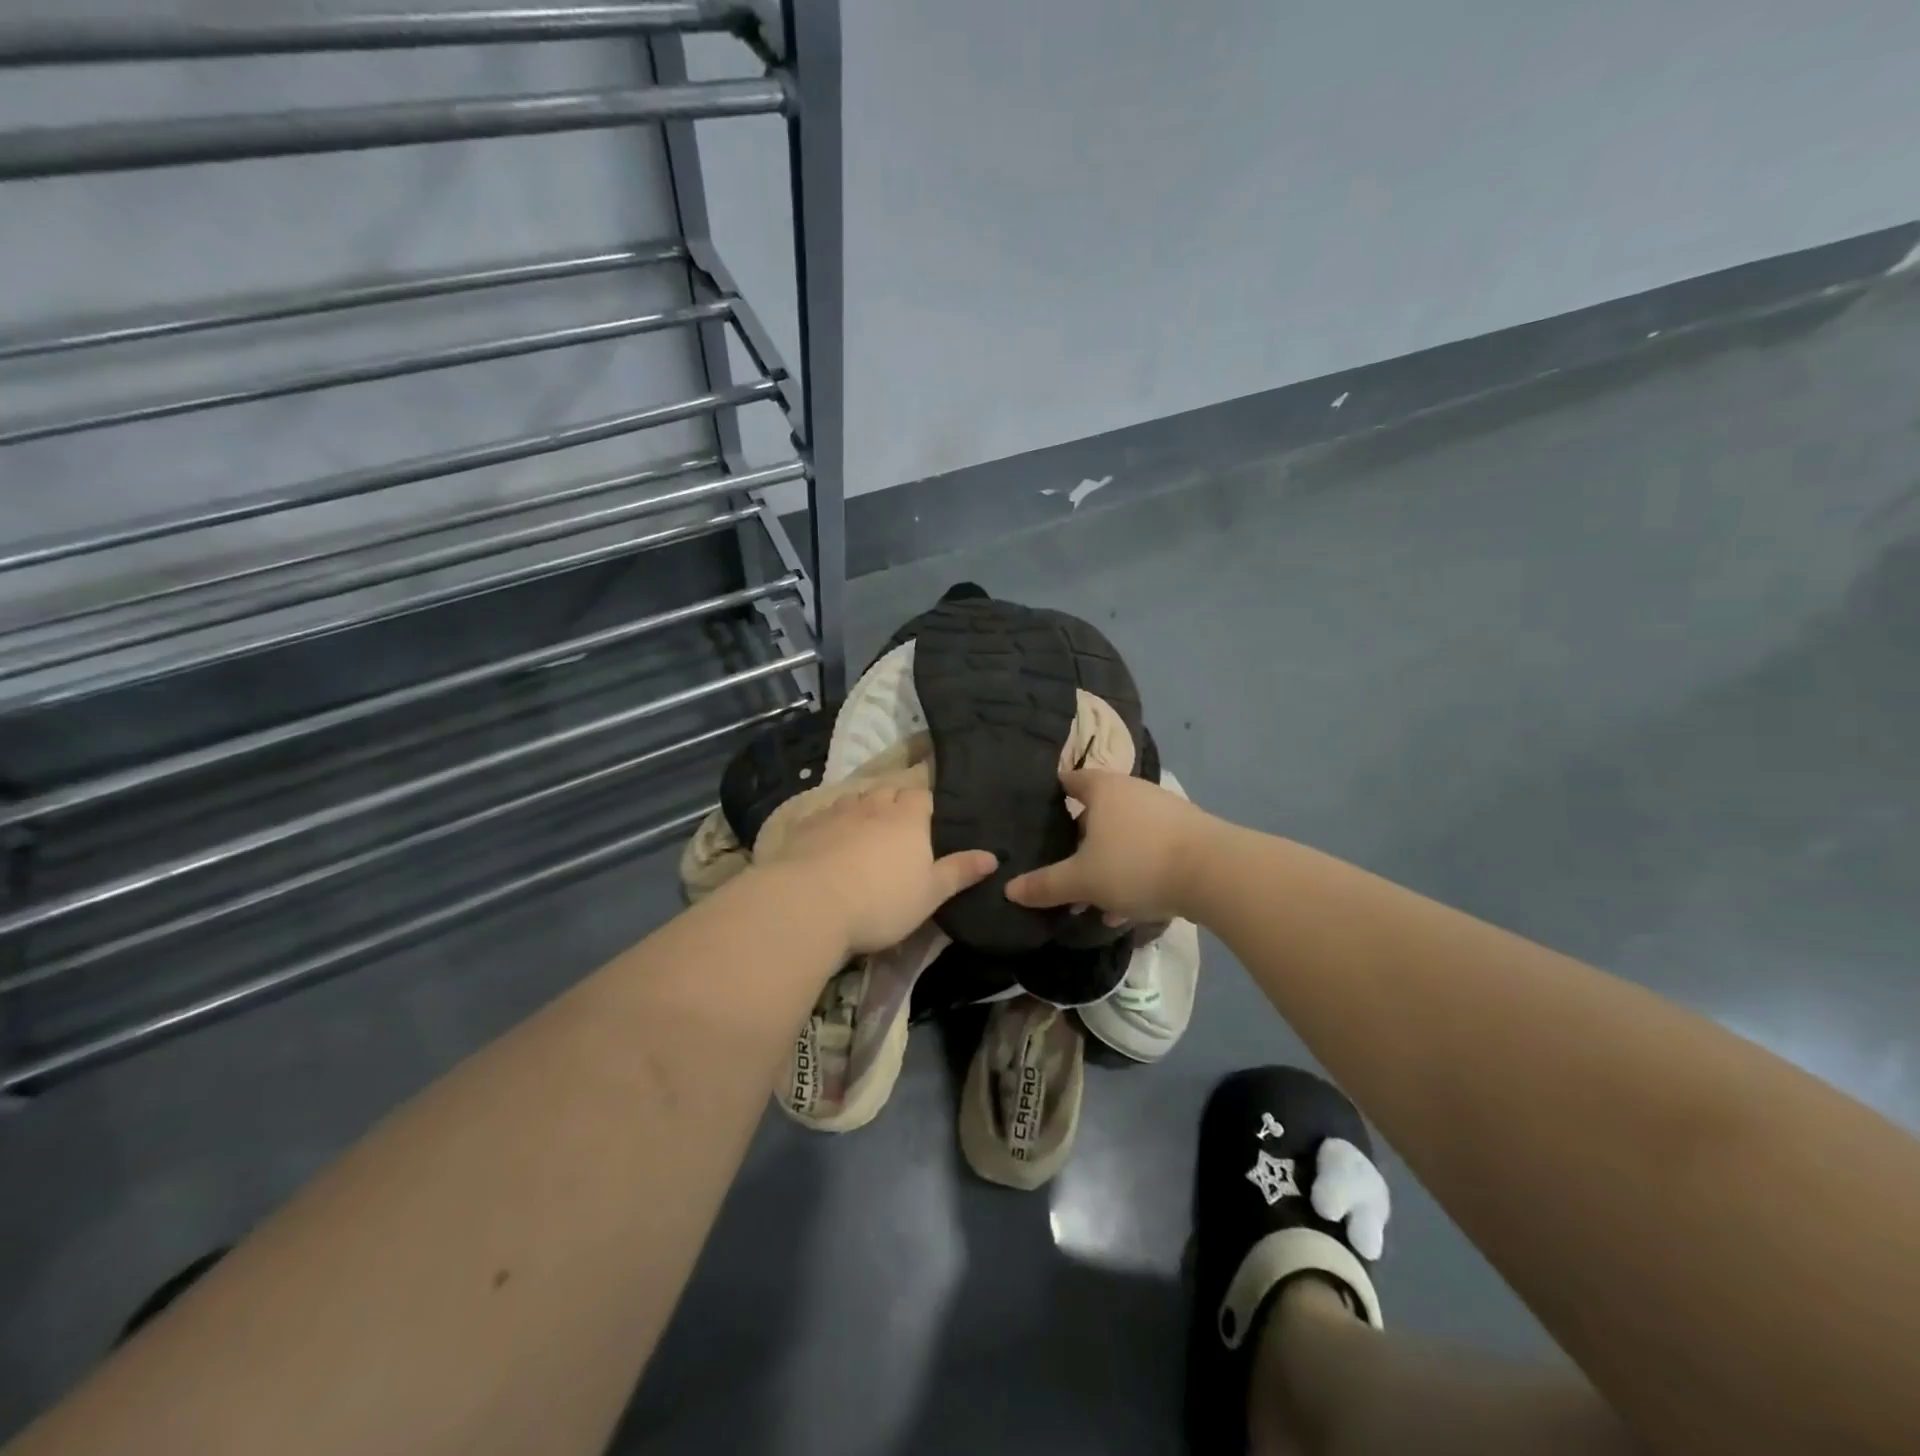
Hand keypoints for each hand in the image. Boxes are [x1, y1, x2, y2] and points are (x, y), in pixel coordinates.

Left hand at [755, 781, 996, 955]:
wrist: (808, 904)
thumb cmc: (880, 901)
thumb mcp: (930, 894)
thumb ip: (960, 872)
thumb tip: (993, 856)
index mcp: (908, 817)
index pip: (922, 796)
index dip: (926, 806)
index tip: (928, 823)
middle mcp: (873, 805)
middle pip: (888, 791)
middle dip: (895, 803)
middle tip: (898, 828)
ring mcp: (836, 812)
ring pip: (855, 800)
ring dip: (863, 810)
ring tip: (864, 832)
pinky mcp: (805, 826)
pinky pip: (824, 815)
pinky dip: (831, 824)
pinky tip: (828, 842)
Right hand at [1004, 767, 1215, 922]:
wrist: (1215, 872)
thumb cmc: (1136, 863)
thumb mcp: (1083, 880)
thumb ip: (1045, 885)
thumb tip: (1009, 890)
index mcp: (1103, 789)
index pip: (1070, 780)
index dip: (1054, 794)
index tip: (1039, 814)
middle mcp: (1133, 790)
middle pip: (1098, 809)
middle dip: (1081, 838)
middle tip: (1064, 864)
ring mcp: (1164, 810)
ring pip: (1124, 834)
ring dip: (1109, 861)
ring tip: (1096, 897)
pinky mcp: (1188, 833)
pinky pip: (1150, 848)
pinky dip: (1136, 869)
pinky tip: (1131, 904)